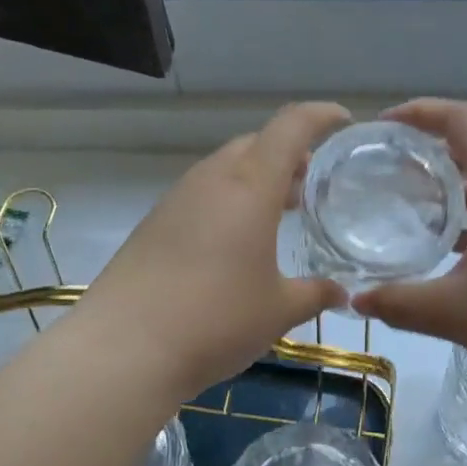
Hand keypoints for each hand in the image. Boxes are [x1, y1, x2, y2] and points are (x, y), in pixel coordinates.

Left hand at [73, 102, 350, 398]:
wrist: (123, 349)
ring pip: (226, 168)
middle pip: (256, 144)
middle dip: (289, 154)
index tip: (343, 121)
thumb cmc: (215, 320)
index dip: (320, 116)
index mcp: (250, 186)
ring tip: (279, 211)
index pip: (291, 127)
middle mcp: (212, 180)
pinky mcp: (154, 223)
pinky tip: (237, 240)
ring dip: (257, 178)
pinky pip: (203, 193)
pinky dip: (229, 200)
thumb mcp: (278, 311)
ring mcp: (177, 199)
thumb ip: (315, 294)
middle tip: (312, 182)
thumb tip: (340, 293)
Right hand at [353, 100, 466, 401]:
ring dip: (460, 181)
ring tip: (419, 203)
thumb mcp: (453, 312)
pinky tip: (461, 245)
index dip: (420, 112)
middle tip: (394, 167)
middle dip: (435, 146)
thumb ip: (399, 302)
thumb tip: (357, 301)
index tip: (385, 126)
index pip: (461, 120)